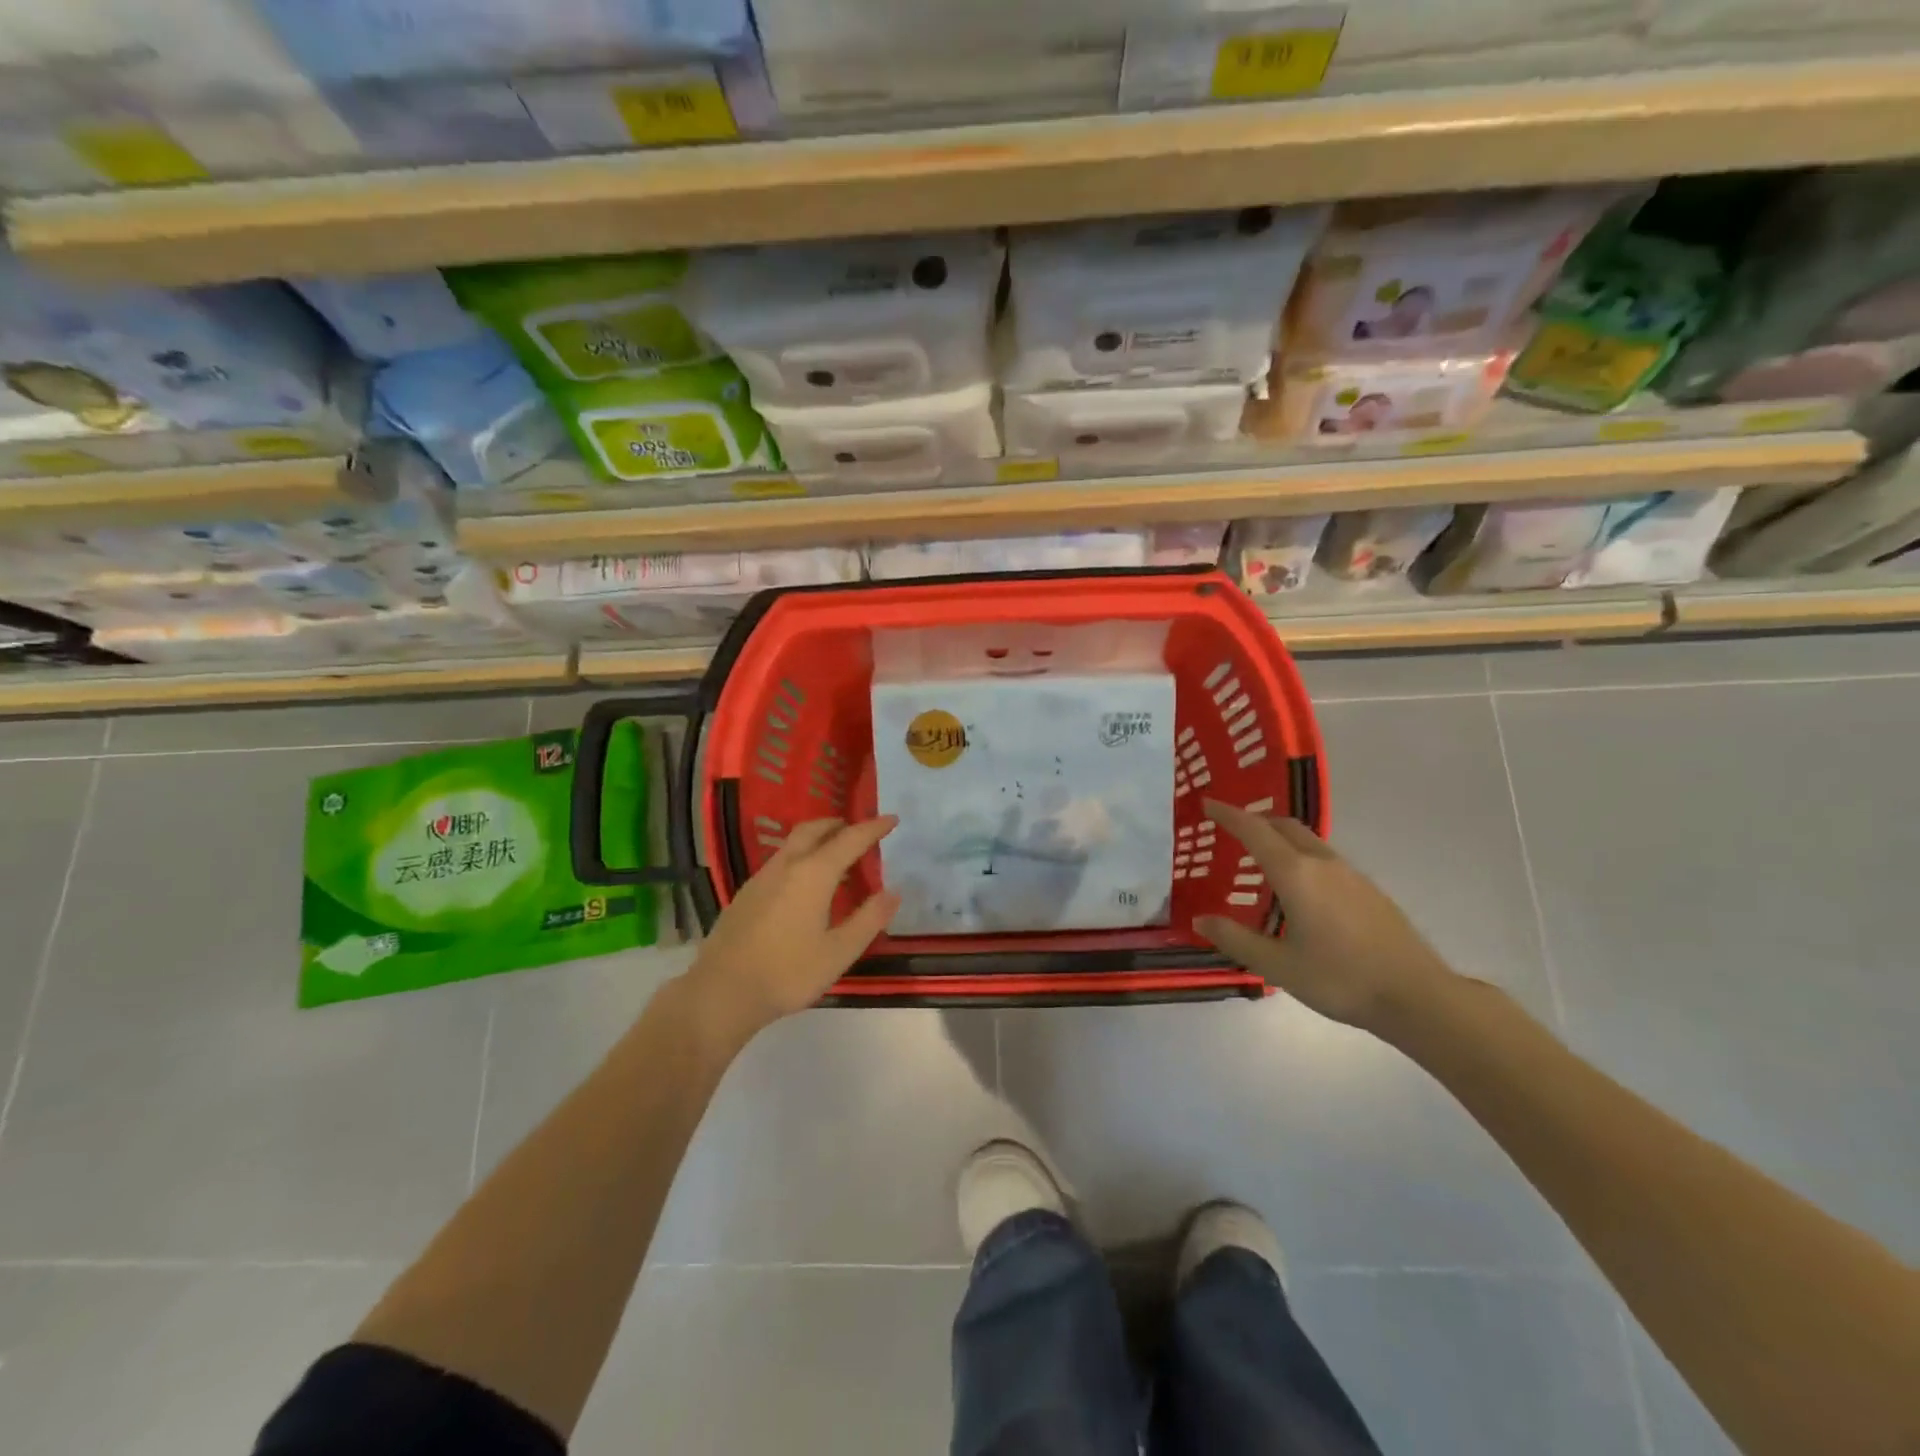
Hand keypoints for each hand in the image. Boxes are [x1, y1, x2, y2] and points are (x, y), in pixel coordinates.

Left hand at [683, 816, 901, 1038]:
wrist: (722, 992)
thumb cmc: (787, 973)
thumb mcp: (839, 952)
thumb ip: (868, 919)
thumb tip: (894, 892)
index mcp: (813, 874)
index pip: (850, 839)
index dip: (873, 827)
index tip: (892, 818)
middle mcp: (786, 866)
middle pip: (814, 830)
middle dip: (839, 824)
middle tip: (858, 829)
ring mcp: (761, 878)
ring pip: (792, 844)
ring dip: (817, 838)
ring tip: (834, 854)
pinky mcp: (745, 894)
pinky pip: (779, 861)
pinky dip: (800, 857)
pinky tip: (802, 883)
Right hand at [1195, 798, 1455, 1035]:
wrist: (1417, 996)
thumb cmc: (1340, 979)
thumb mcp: (1278, 966)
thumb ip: (1236, 940)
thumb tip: (1200, 921)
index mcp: (1296, 874)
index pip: (1254, 831)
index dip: (1228, 815)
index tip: (1207, 803)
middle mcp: (1323, 864)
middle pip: (1284, 827)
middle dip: (1256, 821)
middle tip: (1232, 830)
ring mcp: (1351, 875)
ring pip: (1308, 841)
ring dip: (1280, 839)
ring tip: (1262, 860)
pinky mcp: (1369, 891)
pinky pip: (1325, 859)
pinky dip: (1301, 858)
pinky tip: (1301, 890)